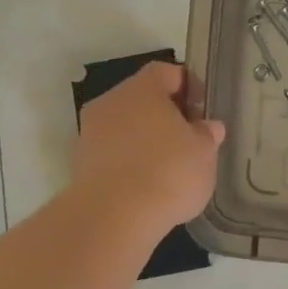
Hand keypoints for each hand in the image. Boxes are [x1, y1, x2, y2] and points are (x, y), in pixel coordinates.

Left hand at [72, 62, 224, 235]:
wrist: (115, 216)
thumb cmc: (168, 172)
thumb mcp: (204, 153)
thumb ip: (206, 135)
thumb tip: (207, 126)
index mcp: (142, 88)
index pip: (166, 72)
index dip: (187, 86)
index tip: (202, 110)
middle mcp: (111, 101)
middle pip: (141, 98)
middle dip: (164, 115)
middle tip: (187, 139)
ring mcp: (90, 132)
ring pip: (123, 126)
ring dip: (143, 139)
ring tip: (167, 166)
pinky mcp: (80, 163)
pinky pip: (110, 152)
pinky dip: (127, 161)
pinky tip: (144, 184)